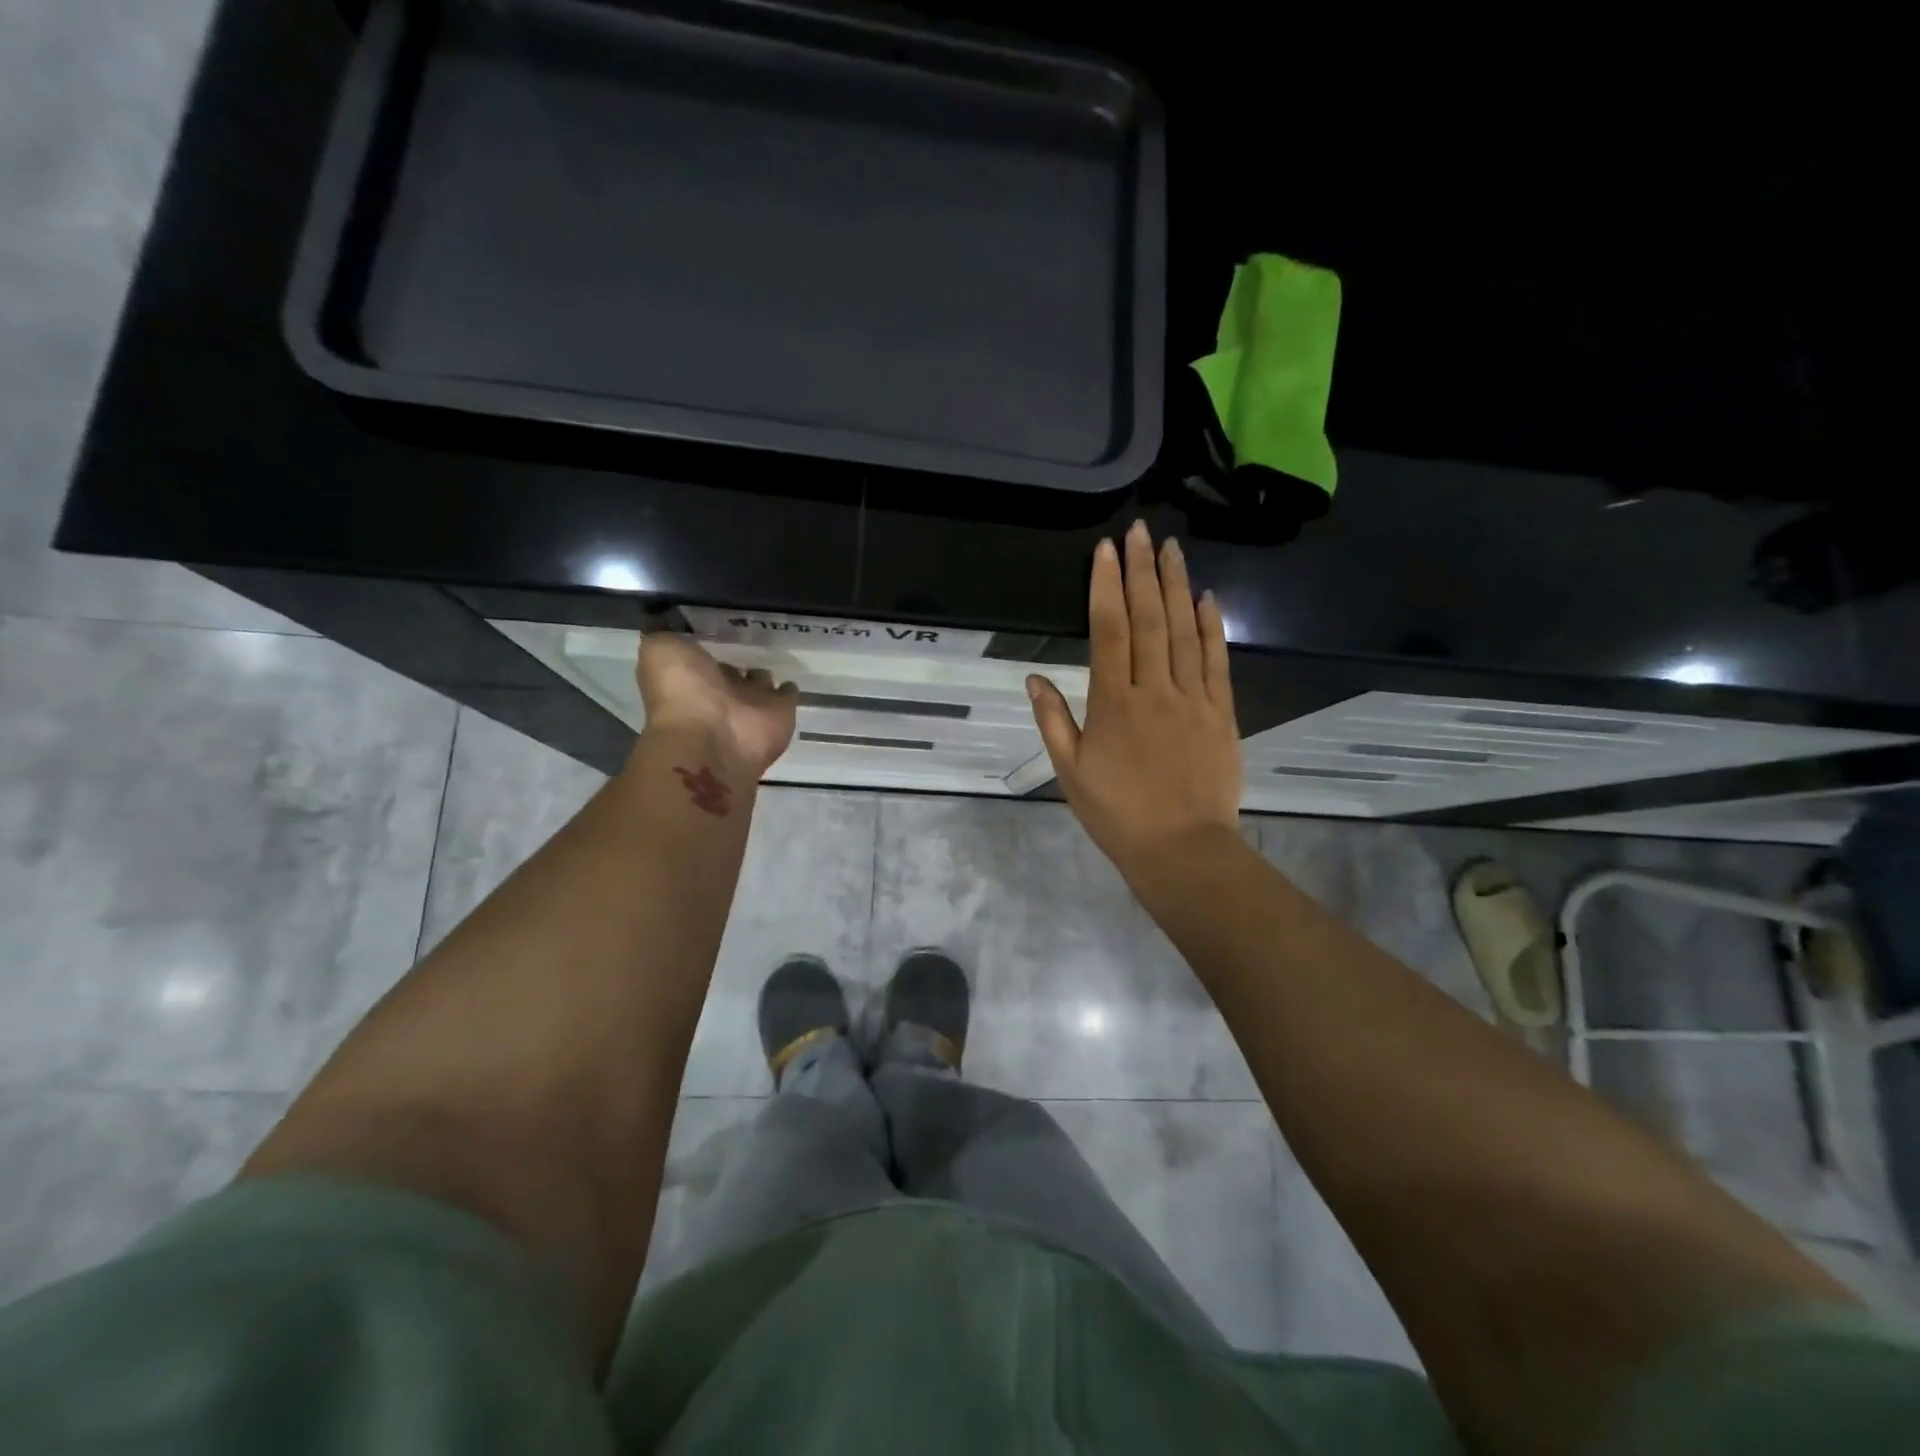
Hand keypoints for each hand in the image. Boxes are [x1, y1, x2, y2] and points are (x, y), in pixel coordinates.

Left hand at [638, 633, 797, 779]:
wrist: (712, 739)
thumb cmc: (681, 692)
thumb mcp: (660, 649)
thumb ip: (665, 634)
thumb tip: (666, 619)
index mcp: (690, 678)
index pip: (700, 658)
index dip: (704, 647)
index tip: (714, 628)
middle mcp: (719, 693)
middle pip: (729, 674)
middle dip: (735, 663)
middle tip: (748, 643)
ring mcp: (751, 705)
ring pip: (758, 684)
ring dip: (761, 676)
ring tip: (771, 657)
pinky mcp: (781, 713)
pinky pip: (787, 695)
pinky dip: (788, 690)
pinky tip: (790, 678)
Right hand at [1028, 521, 1241, 875]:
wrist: (1181, 849)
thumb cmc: (1117, 814)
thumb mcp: (1070, 772)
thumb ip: (1053, 721)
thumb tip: (1034, 677)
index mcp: (1112, 704)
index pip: (1108, 632)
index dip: (1105, 587)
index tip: (1105, 551)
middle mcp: (1153, 690)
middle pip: (1147, 620)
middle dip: (1141, 571)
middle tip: (1140, 531)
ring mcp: (1192, 699)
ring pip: (1182, 631)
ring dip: (1176, 586)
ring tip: (1171, 548)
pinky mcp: (1221, 713)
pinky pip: (1216, 661)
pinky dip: (1211, 626)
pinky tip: (1207, 598)